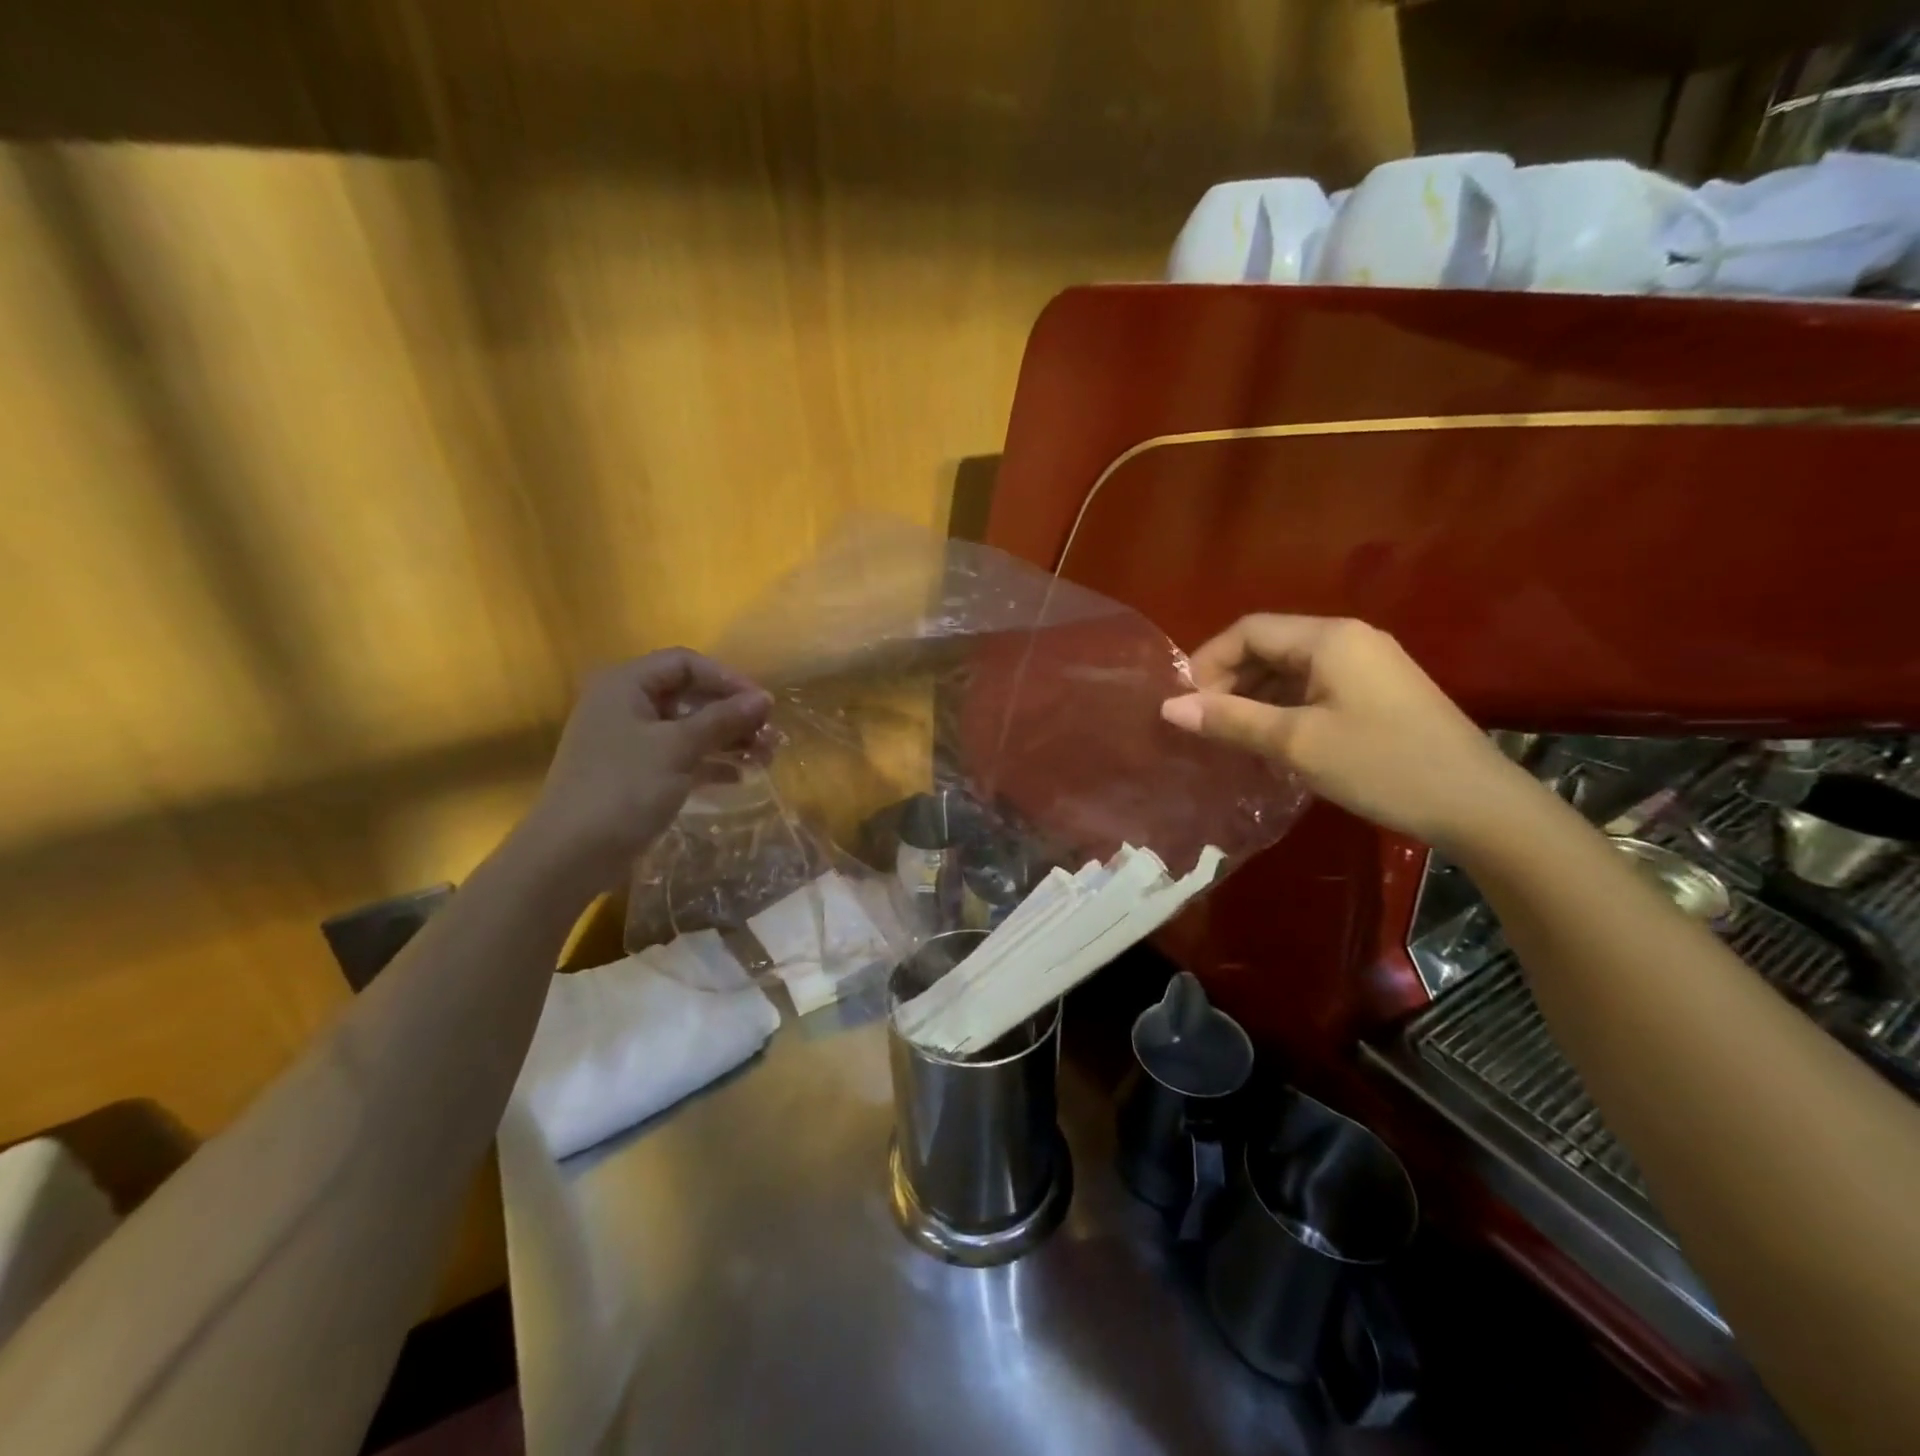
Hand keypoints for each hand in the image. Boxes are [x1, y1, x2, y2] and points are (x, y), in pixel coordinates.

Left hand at [518, 649, 770, 891]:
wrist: (571, 854)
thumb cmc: (624, 787)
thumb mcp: (678, 747)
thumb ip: (723, 719)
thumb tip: (764, 699)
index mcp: (626, 685)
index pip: (685, 664)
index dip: (727, 679)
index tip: (762, 704)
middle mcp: (625, 706)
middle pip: (689, 696)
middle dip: (733, 714)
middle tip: (769, 735)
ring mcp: (630, 742)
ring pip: (689, 728)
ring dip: (728, 739)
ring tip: (765, 757)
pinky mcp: (636, 774)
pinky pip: (681, 757)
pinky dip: (710, 762)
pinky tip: (741, 776)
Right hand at [1160, 615, 1521, 848]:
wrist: (1478, 805)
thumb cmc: (1380, 765)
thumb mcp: (1296, 743)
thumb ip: (1230, 720)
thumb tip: (1169, 707)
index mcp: (1328, 638)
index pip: (1248, 630)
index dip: (1207, 661)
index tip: (1183, 703)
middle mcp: (1348, 638)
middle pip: (1269, 645)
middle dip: (1229, 680)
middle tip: (1203, 724)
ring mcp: (1368, 665)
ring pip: (1290, 668)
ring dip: (1254, 696)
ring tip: (1229, 735)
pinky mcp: (1378, 692)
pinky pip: (1314, 687)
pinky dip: (1283, 706)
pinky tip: (1270, 739)